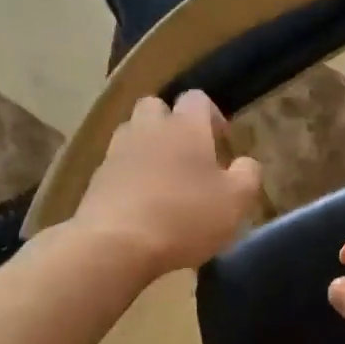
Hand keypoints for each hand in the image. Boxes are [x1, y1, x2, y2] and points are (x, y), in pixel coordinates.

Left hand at [72, 90, 262, 278]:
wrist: (116, 244)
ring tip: (163, 179)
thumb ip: (248, 175)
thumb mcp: (236, 201)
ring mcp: (117, 152)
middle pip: (155, 107)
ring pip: (132, 134)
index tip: (221, 141)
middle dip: (171, 123)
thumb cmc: (185, 217)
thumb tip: (246, 163)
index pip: (197, 99)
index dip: (211, 115)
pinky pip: (116, 166)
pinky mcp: (96, 180)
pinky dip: (129, 176)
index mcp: (185, 126)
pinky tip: (141, 204)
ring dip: (147, 147)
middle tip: (188, 154)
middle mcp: (148, 129)